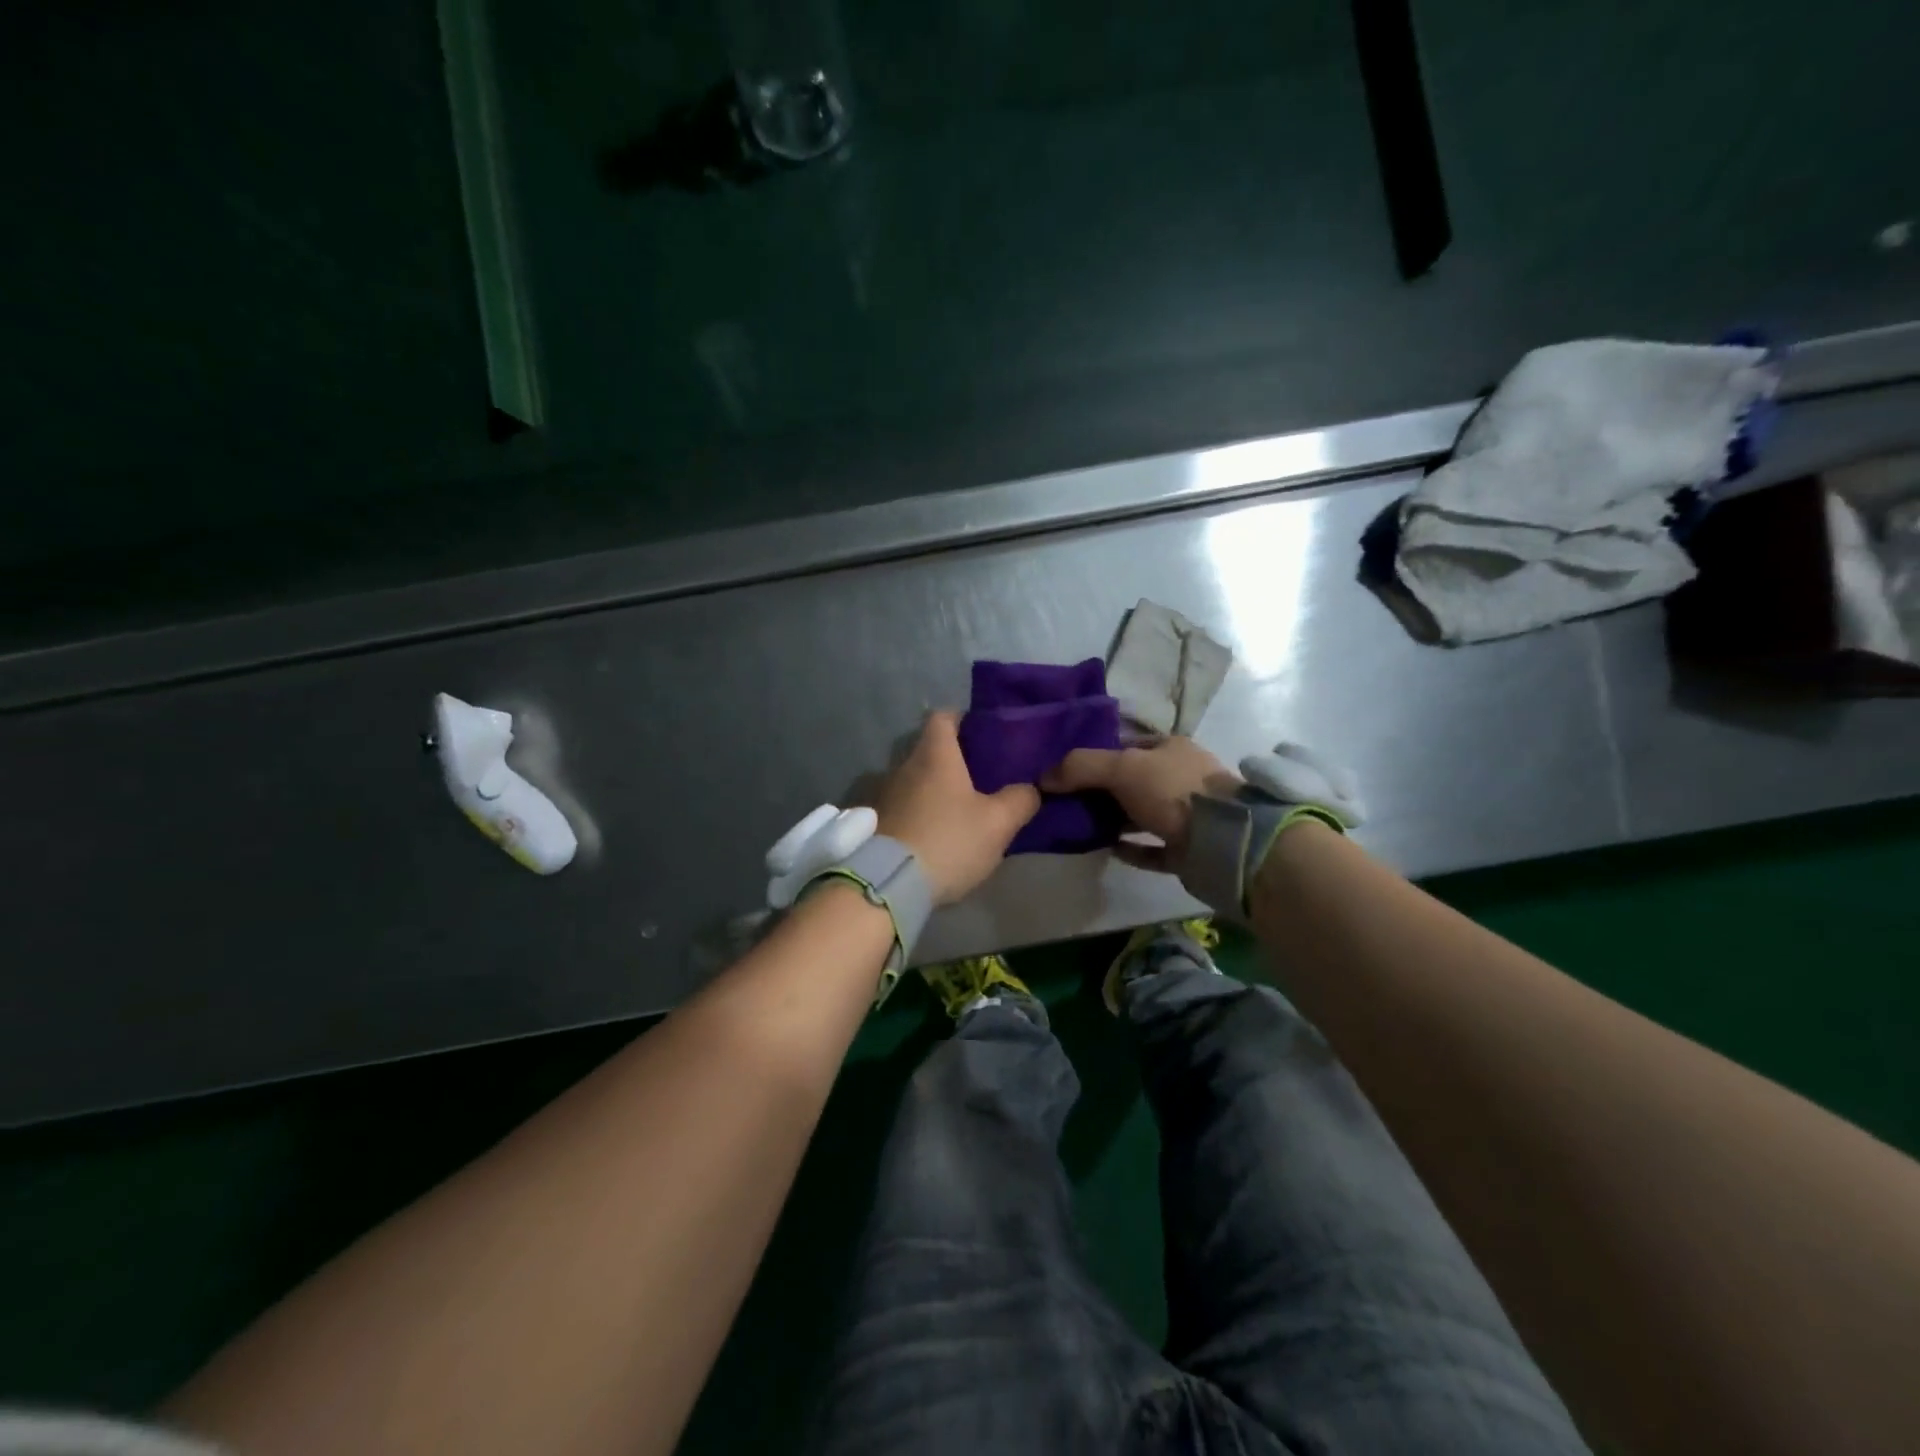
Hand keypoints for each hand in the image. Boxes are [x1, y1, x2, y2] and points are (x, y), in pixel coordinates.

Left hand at [875, 712, 1040, 904]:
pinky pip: (903, 806)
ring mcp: (884, 794)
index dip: (963, 720)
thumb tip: (1029, 789)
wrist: (888, 885)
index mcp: (934, 755)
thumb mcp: (998, 823)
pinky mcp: (875, 823)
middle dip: (954, 760)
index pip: (943, 716)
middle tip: (981, 778)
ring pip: (915, 780)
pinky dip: (919, 812)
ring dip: (935, 790)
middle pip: (929, 750)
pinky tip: (936, 834)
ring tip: (960, 810)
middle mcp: (903, 765)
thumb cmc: (948, 841)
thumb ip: (1020, 799)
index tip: (982, 734)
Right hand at [1041, 737, 1240, 873]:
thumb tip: (1042, 777)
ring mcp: (1188, 815)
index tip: (1065, 772)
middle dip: (1100, 791)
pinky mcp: (1188, 849)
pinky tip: (1107, 849)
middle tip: (1065, 802)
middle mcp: (1181, 777)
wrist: (1223, 842)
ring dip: (1114, 820)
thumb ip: (1080, 767)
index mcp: (1170, 748)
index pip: (1126, 746)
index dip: (1096, 756)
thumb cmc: (1172, 792)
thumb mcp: (1121, 768)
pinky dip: (1130, 848)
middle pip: (1132, 781)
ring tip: (1080, 826)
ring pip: (1141, 814)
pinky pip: (1152, 847)